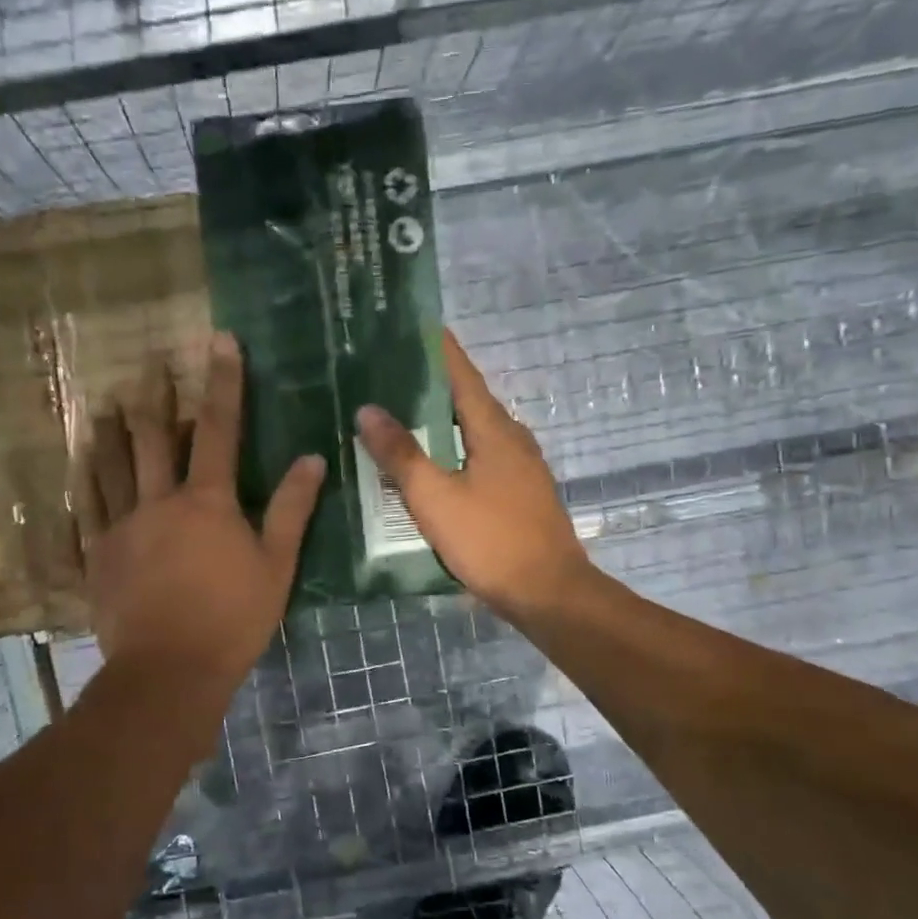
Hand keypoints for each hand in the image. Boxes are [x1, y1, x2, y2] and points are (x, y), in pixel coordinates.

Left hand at [80, 333, 324, 689]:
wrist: (170, 670)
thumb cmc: (232, 618)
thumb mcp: (276, 565)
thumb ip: (291, 509)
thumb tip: (311, 458)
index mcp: (206, 501)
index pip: (218, 428)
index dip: (223, 382)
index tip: (221, 340)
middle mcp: (158, 501)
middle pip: (153, 438)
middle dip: (154, 397)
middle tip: (149, 365)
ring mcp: (121, 527)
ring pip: (110, 467)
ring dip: (110, 432)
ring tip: (104, 404)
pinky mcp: (97, 556)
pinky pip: (85, 511)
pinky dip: (82, 484)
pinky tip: (76, 468)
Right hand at [357, 330, 592, 624]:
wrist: (549, 594)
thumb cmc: (491, 540)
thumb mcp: (435, 497)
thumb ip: (401, 453)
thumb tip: (368, 410)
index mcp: (494, 430)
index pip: (462, 375)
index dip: (439, 349)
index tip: (413, 324)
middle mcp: (512, 439)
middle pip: (468, 400)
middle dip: (431, 385)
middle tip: (388, 374)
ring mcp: (520, 468)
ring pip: (473, 432)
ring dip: (440, 421)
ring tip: (399, 416)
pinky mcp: (519, 494)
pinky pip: (479, 458)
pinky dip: (452, 450)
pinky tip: (429, 465)